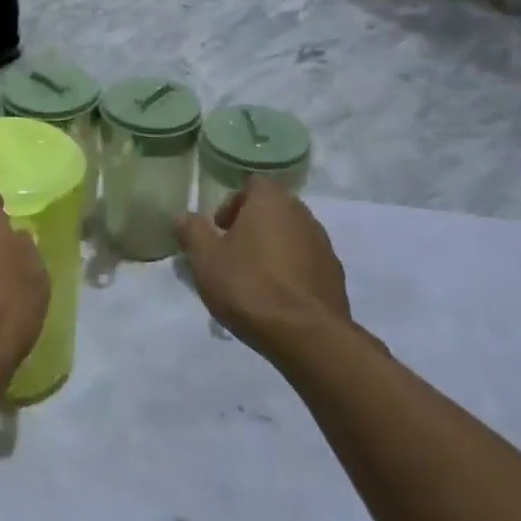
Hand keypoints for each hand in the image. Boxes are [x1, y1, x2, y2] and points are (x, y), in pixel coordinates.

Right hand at [177, 179, 359, 365]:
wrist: (306, 335)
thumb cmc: (249, 286)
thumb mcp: (205, 259)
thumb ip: (192, 231)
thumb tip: (184, 216)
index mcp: (271, 201)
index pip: (253, 185)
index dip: (232, 203)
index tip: (219, 230)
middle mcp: (302, 214)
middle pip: (273, 209)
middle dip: (252, 226)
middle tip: (232, 253)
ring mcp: (324, 245)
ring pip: (291, 236)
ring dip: (273, 249)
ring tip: (254, 279)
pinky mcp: (335, 276)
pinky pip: (307, 263)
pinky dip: (292, 272)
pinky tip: (277, 298)